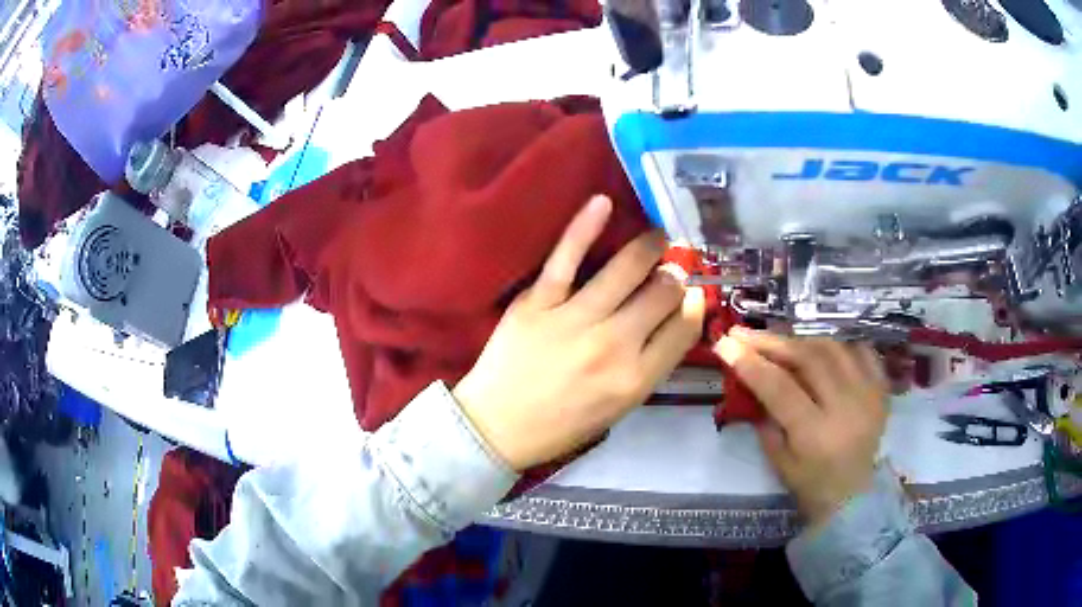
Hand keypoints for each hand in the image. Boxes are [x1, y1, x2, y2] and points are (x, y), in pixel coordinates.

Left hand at [454, 196, 705, 470]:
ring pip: (626, 269)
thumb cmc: (561, 424)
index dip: (695, 304)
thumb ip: (650, 366)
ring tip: (658, 236)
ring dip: (650, 246)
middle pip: (662, 294)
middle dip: (675, 276)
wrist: (497, 426)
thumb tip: (676, 318)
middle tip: (673, 267)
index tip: (692, 293)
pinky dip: (584, 227)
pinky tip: (602, 203)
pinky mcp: (538, 302)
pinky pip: (567, 258)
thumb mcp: (618, 408)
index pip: (684, 328)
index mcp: (636, 378)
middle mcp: (614, 345)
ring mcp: (575, 320)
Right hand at [716, 328, 887, 524]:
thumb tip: (751, 380)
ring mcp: (868, 394)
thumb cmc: (812, 486)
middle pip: (807, 359)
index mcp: (816, 434)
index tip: (725, 344)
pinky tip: (820, 347)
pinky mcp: (881, 389)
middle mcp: (846, 407)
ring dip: (801, 340)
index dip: (750, 363)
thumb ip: (766, 421)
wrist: (856, 497)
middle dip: (771, 342)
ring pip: (832, 348)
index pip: (779, 388)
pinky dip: (838, 345)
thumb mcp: (779, 463)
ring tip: (778, 340)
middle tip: (744, 333)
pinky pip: (861, 351)